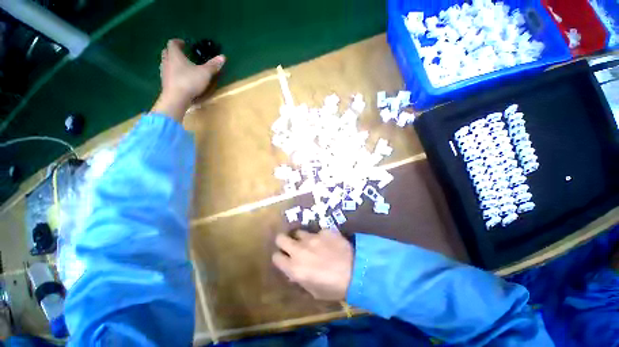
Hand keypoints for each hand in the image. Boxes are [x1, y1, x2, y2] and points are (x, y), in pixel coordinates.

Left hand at [151, 39, 225, 121]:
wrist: (176, 98)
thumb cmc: (189, 81)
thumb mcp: (205, 73)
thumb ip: (213, 65)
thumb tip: (223, 57)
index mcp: (175, 55)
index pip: (173, 43)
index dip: (178, 42)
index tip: (184, 44)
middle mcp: (167, 61)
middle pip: (167, 52)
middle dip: (174, 52)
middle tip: (183, 54)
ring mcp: (164, 72)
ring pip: (166, 63)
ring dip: (172, 63)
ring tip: (182, 67)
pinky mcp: (165, 83)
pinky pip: (168, 74)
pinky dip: (173, 73)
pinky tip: (180, 79)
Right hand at [272, 230, 353, 300]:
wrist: (356, 271)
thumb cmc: (334, 287)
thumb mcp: (313, 291)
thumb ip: (300, 278)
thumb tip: (294, 271)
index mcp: (294, 268)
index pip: (276, 257)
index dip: (279, 257)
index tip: (283, 257)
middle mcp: (299, 250)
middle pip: (281, 238)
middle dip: (282, 241)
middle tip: (290, 244)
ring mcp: (312, 238)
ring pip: (299, 232)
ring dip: (302, 238)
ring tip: (311, 243)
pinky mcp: (324, 230)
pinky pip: (318, 232)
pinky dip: (320, 237)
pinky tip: (329, 242)